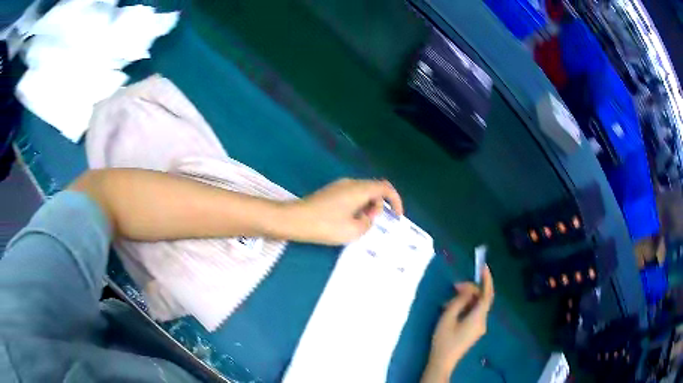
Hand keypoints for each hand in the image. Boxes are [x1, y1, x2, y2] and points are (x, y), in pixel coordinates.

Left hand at [285, 178, 402, 244]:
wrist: (294, 220)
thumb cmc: (325, 225)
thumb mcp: (353, 230)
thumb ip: (368, 223)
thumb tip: (367, 217)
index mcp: (359, 189)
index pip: (385, 188)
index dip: (396, 201)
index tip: (397, 216)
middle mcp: (350, 183)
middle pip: (374, 190)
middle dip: (379, 207)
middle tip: (370, 224)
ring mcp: (338, 186)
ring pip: (362, 194)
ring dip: (366, 208)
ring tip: (357, 226)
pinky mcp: (330, 193)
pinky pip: (351, 197)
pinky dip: (356, 208)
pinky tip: (347, 222)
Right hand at [422, 266, 494, 382]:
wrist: (443, 361)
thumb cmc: (444, 339)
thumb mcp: (448, 317)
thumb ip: (459, 300)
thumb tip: (468, 288)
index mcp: (478, 317)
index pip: (487, 294)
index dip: (487, 280)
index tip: (483, 267)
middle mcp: (483, 321)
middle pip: (481, 300)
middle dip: (470, 290)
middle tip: (454, 287)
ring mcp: (479, 327)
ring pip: (476, 307)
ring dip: (465, 300)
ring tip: (447, 302)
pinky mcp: (474, 331)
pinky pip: (473, 314)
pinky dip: (465, 308)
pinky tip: (451, 310)